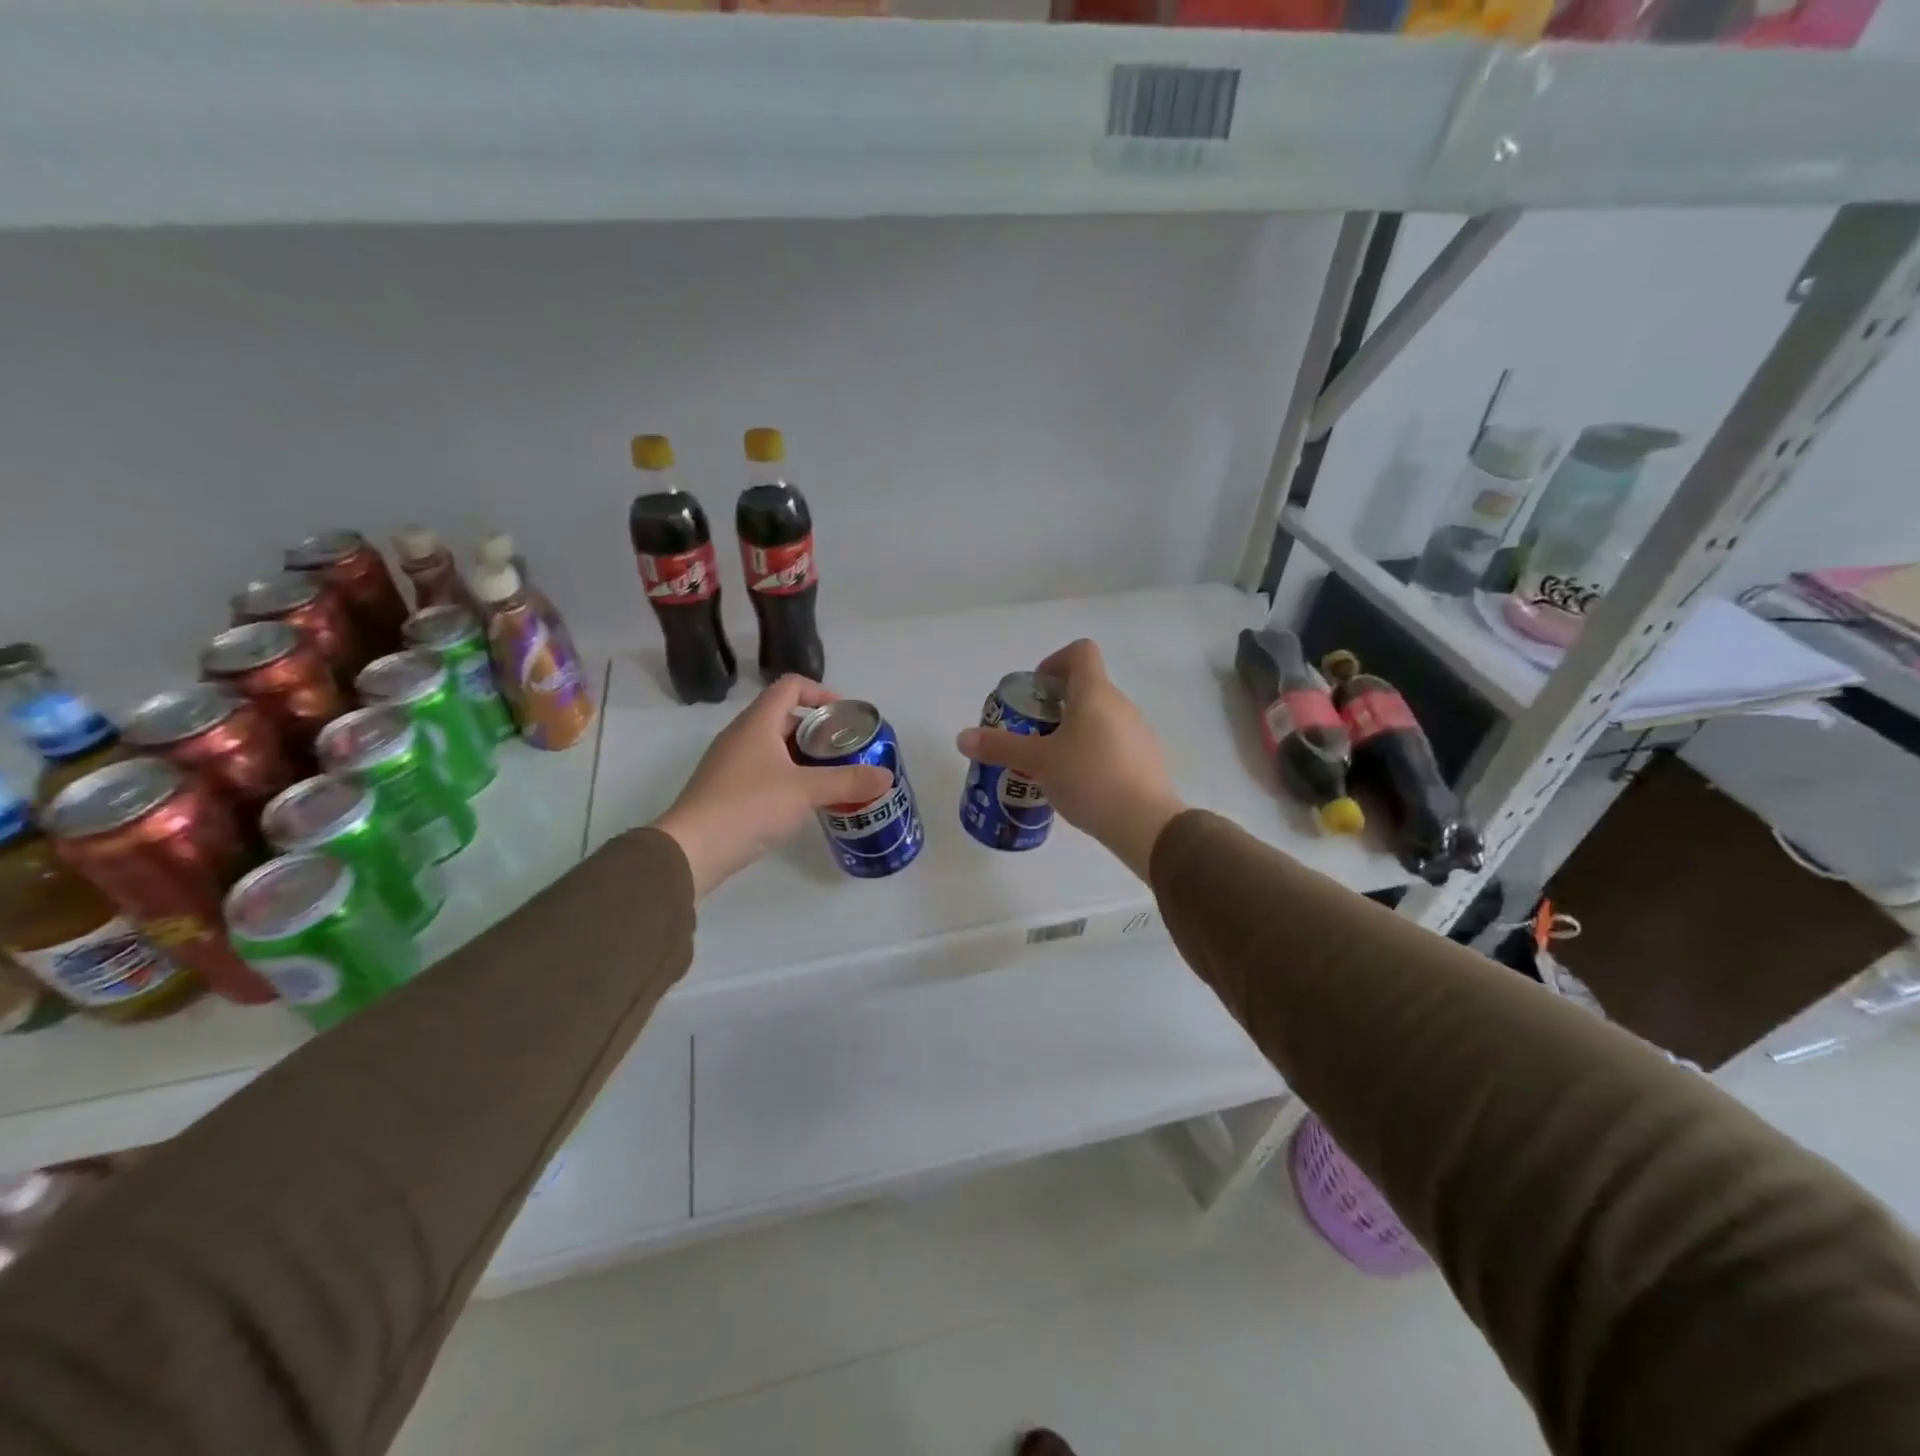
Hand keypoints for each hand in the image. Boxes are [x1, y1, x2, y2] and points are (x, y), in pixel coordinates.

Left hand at [654, 676, 891, 897]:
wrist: (692, 849)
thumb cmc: (749, 806)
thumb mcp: (806, 791)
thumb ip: (848, 781)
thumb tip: (886, 776)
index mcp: (757, 723)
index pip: (790, 686)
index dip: (820, 692)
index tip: (844, 716)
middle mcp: (741, 736)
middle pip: (785, 717)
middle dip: (818, 731)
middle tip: (845, 752)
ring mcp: (730, 763)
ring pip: (775, 747)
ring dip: (804, 757)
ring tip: (832, 778)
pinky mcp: (726, 790)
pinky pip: (763, 771)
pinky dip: (788, 777)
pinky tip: (804, 802)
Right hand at [956, 639, 1185, 880]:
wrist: (1146, 823)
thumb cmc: (1089, 779)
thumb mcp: (1038, 763)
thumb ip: (1000, 747)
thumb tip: (962, 737)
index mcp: (1095, 693)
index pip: (1080, 652)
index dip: (1054, 661)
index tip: (1036, 691)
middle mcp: (1121, 704)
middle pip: (1088, 686)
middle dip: (1057, 704)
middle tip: (1033, 733)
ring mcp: (1139, 731)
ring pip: (1101, 717)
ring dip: (1076, 729)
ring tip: (1053, 762)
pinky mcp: (1147, 758)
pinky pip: (1115, 742)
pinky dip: (1094, 751)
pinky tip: (1081, 783)